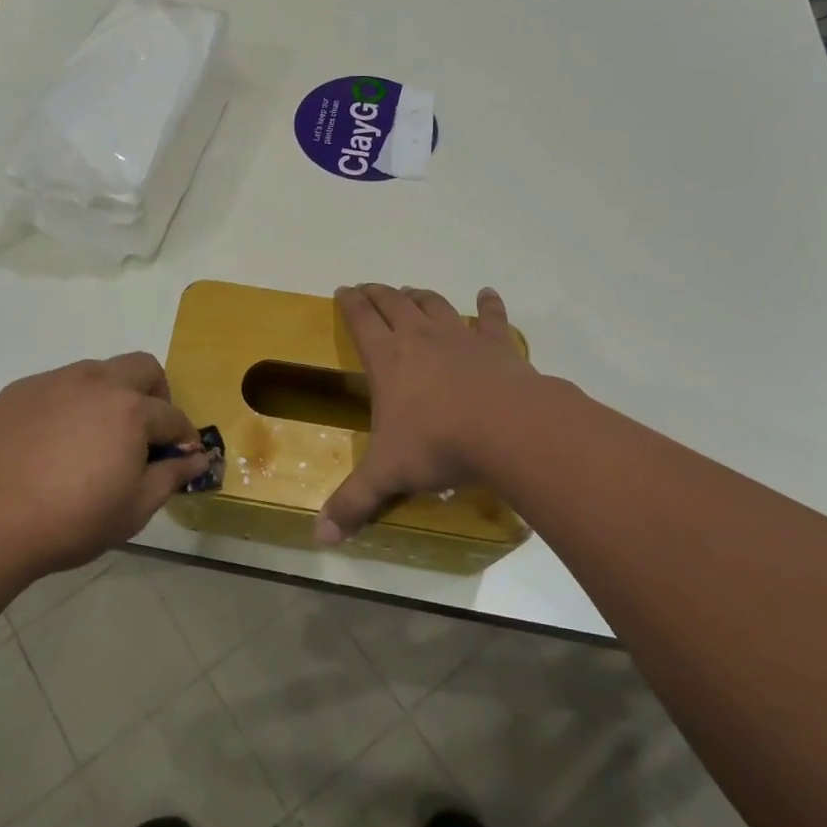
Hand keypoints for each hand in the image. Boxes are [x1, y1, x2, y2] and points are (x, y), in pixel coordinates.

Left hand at [0, 354, 207, 577]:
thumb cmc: (73, 521)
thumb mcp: (135, 508)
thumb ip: (172, 475)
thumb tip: (198, 458)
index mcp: (130, 409)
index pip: (172, 415)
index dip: (183, 437)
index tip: (181, 455)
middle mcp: (96, 381)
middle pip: (142, 367)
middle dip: (156, 394)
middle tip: (145, 431)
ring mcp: (55, 381)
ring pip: (98, 371)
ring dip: (111, 394)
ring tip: (96, 436)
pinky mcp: (21, 390)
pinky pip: (58, 385)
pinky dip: (70, 403)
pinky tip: (55, 441)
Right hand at [317, 285, 536, 544]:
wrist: (506, 428)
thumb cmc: (438, 444)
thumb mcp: (388, 475)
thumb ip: (353, 503)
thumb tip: (320, 539)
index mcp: (388, 359)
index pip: (361, 319)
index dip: (350, 303)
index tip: (343, 290)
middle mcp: (419, 337)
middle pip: (393, 303)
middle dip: (378, 293)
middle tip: (369, 288)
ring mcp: (460, 336)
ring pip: (434, 305)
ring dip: (419, 296)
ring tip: (411, 292)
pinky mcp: (497, 345)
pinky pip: (491, 318)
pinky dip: (488, 304)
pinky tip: (486, 293)